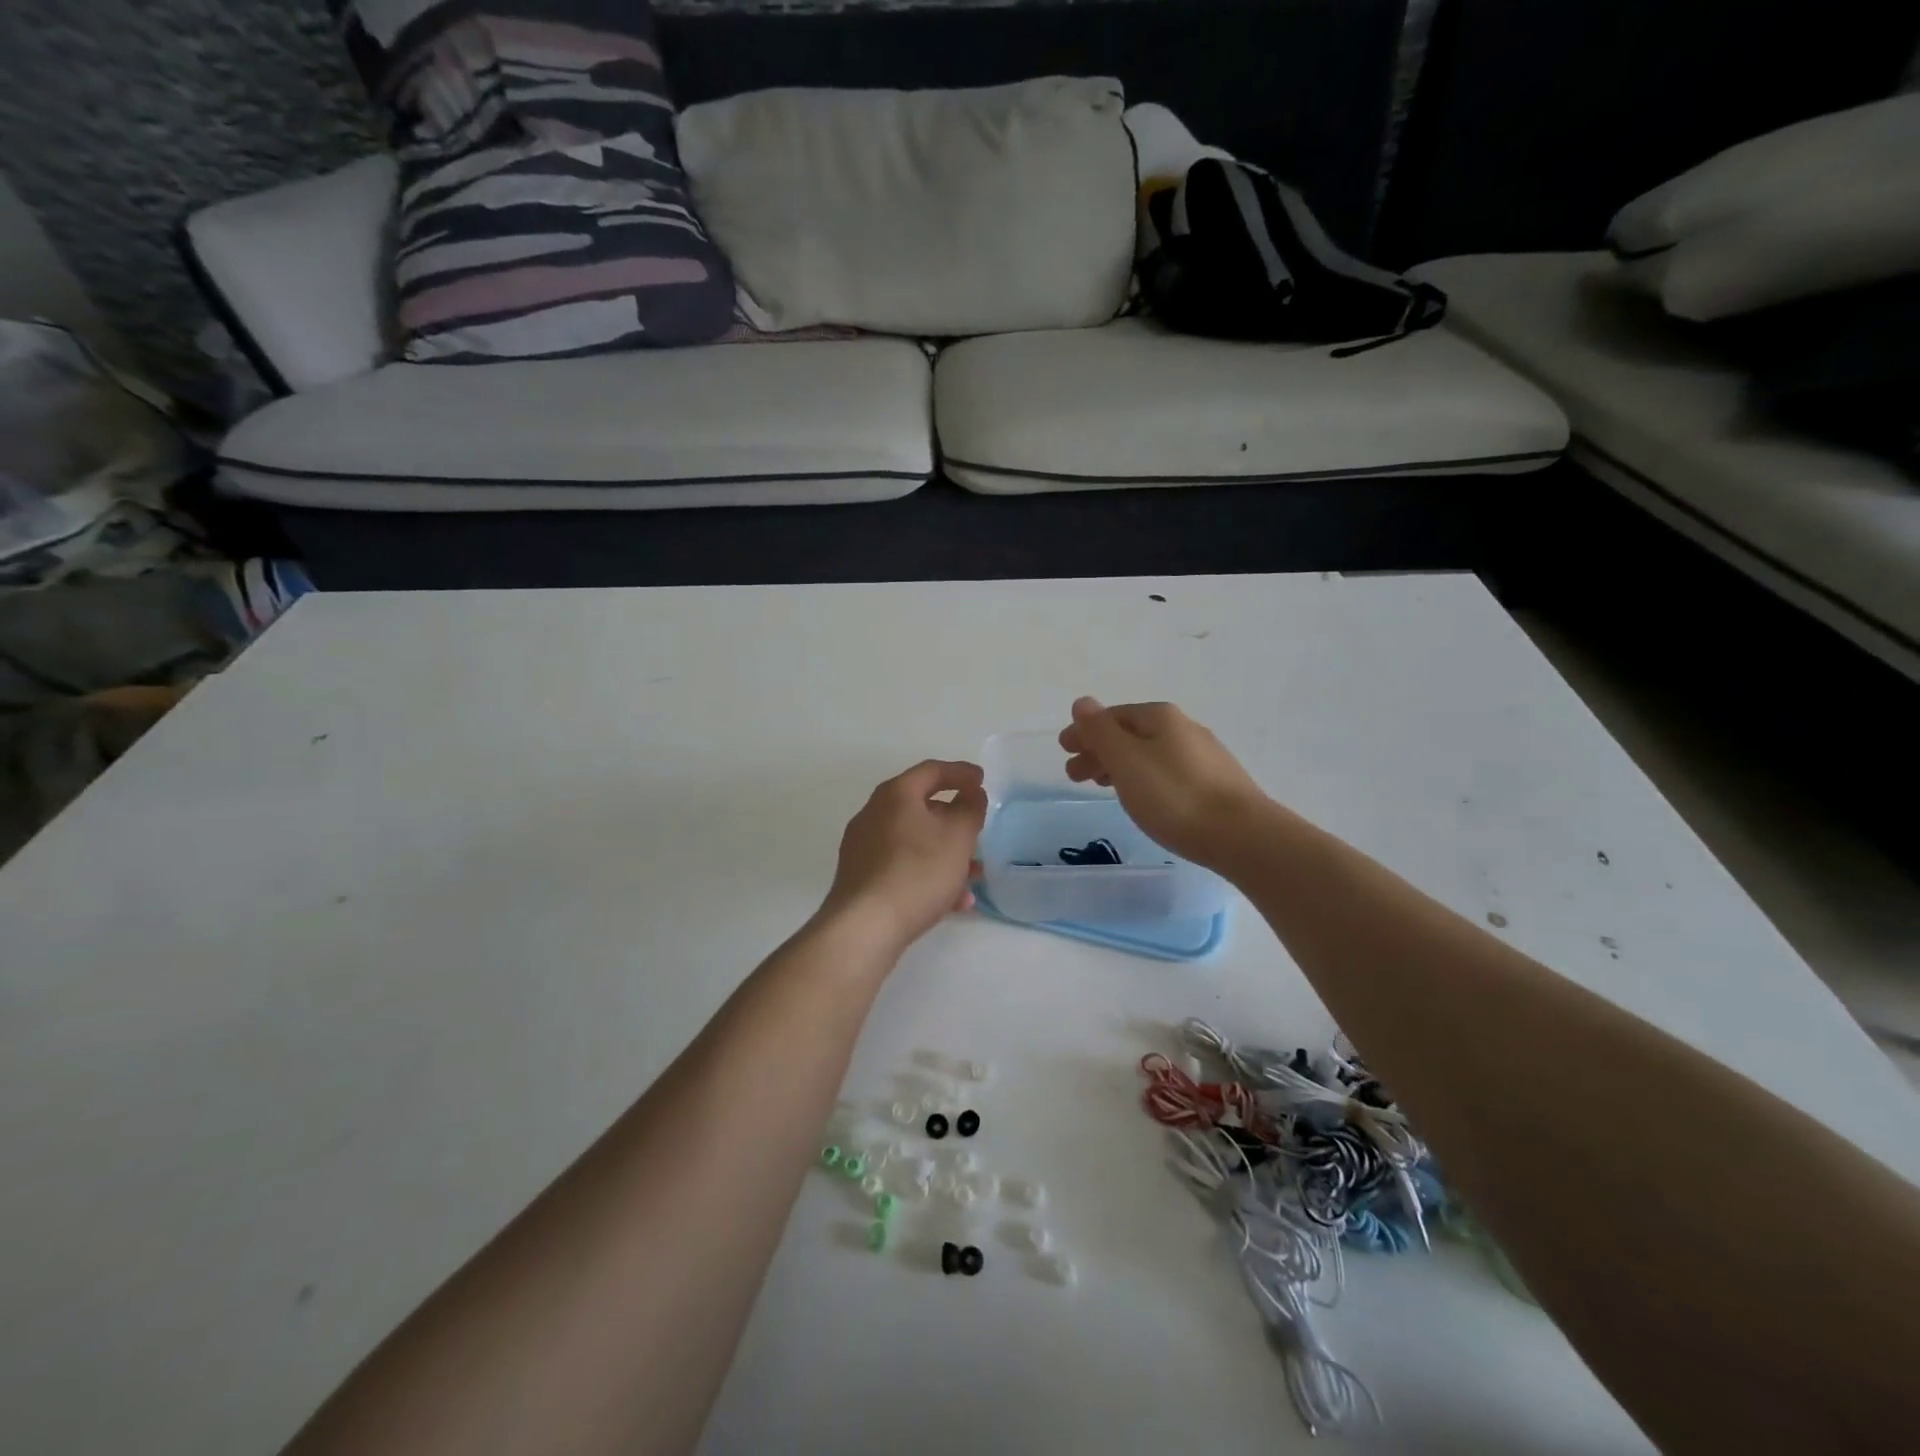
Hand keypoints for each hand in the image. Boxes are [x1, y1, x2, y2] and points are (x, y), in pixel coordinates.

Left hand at [820, 760, 987, 954]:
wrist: (865, 926)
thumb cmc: (917, 872)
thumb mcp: (957, 837)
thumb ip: (970, 810)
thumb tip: (971, 794)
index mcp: (895, 795)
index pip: (932, 770)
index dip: (961, 772)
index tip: (982, 780)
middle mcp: (874, 814)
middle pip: (921, 806)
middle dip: (954, 819)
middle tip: (977, 828)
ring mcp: (864, 847)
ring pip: (914, 841)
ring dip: (946, 853)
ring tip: (974, 874)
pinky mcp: (862, 878)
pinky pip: (903, 866)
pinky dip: (929, 875)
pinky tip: (954, 901)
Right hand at [1058, 697, 1269, 868]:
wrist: (1242, 836)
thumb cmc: (1174, 797)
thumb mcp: (1126, 761)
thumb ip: (1100, 731)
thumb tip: (1083, 702)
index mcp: (1161, 718)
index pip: (1113, 716)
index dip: (1085, 731)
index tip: (1064, 749)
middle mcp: (1184, 728)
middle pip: (1131, 734)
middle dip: (1099, 750)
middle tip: (1074, 775)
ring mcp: (1204, 756)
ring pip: (1149, 753)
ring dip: (1119, 765)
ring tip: (1102, 786)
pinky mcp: (1215, 783)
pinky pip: (1166, 771)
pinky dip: (1143, 777)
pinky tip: (1142, 796)